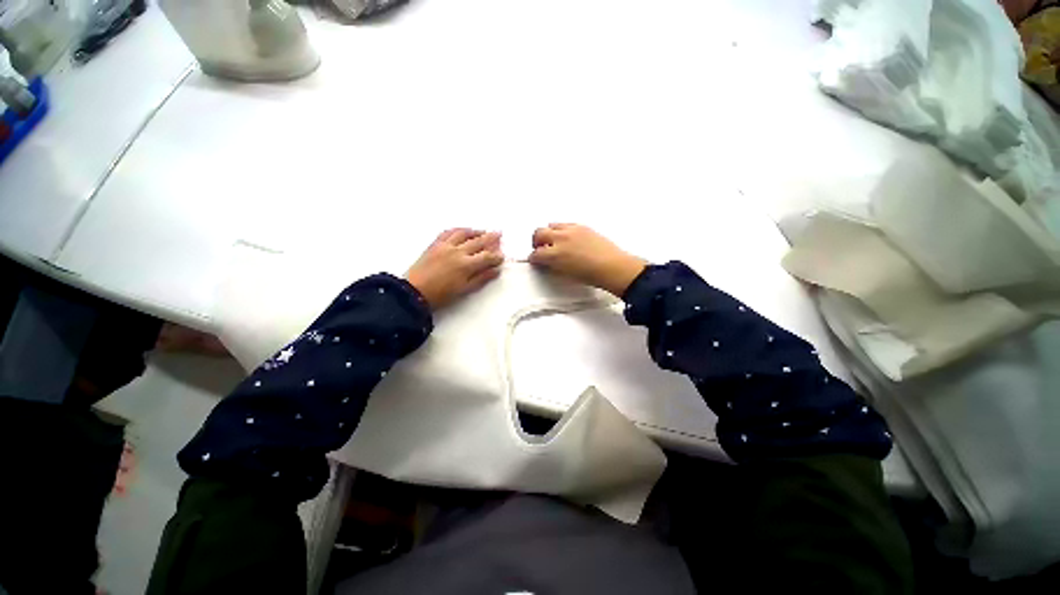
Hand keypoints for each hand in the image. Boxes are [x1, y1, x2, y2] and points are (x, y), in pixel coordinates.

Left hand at [405, 229, 504, 309]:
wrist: (414, 292)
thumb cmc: (441, 295)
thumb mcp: (464, 290)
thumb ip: (481, 278)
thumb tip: (496, 270)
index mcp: (466, 265)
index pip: (487, 257)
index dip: (496, 256)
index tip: (502, 256)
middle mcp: (458, 251)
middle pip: (478, 242)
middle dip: (491, 238)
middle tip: (499, 234)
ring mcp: (445, 245)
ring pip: (464, 233)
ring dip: (475, 231)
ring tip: (483, 230)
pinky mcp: (435, 244)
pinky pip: (448, 232)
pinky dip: (458, 229)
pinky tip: (463, 230)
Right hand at [529, 224, 647, 296]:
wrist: (613, 267)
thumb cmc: (590, 276)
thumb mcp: (566, 274)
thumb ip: (553, 266)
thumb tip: (547, 263)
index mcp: (555, 254)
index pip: (536, 254)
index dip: (533, 258)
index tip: (535, 260)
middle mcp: (561, 238)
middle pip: (539, 233)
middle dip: (536, 241)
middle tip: (540, 249)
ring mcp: (571, 230)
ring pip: (551, 225)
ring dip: (548, 233)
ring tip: (553, 242)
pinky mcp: (582, 226)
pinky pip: (566, 224)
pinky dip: (562, 230)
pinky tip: (568, 238)